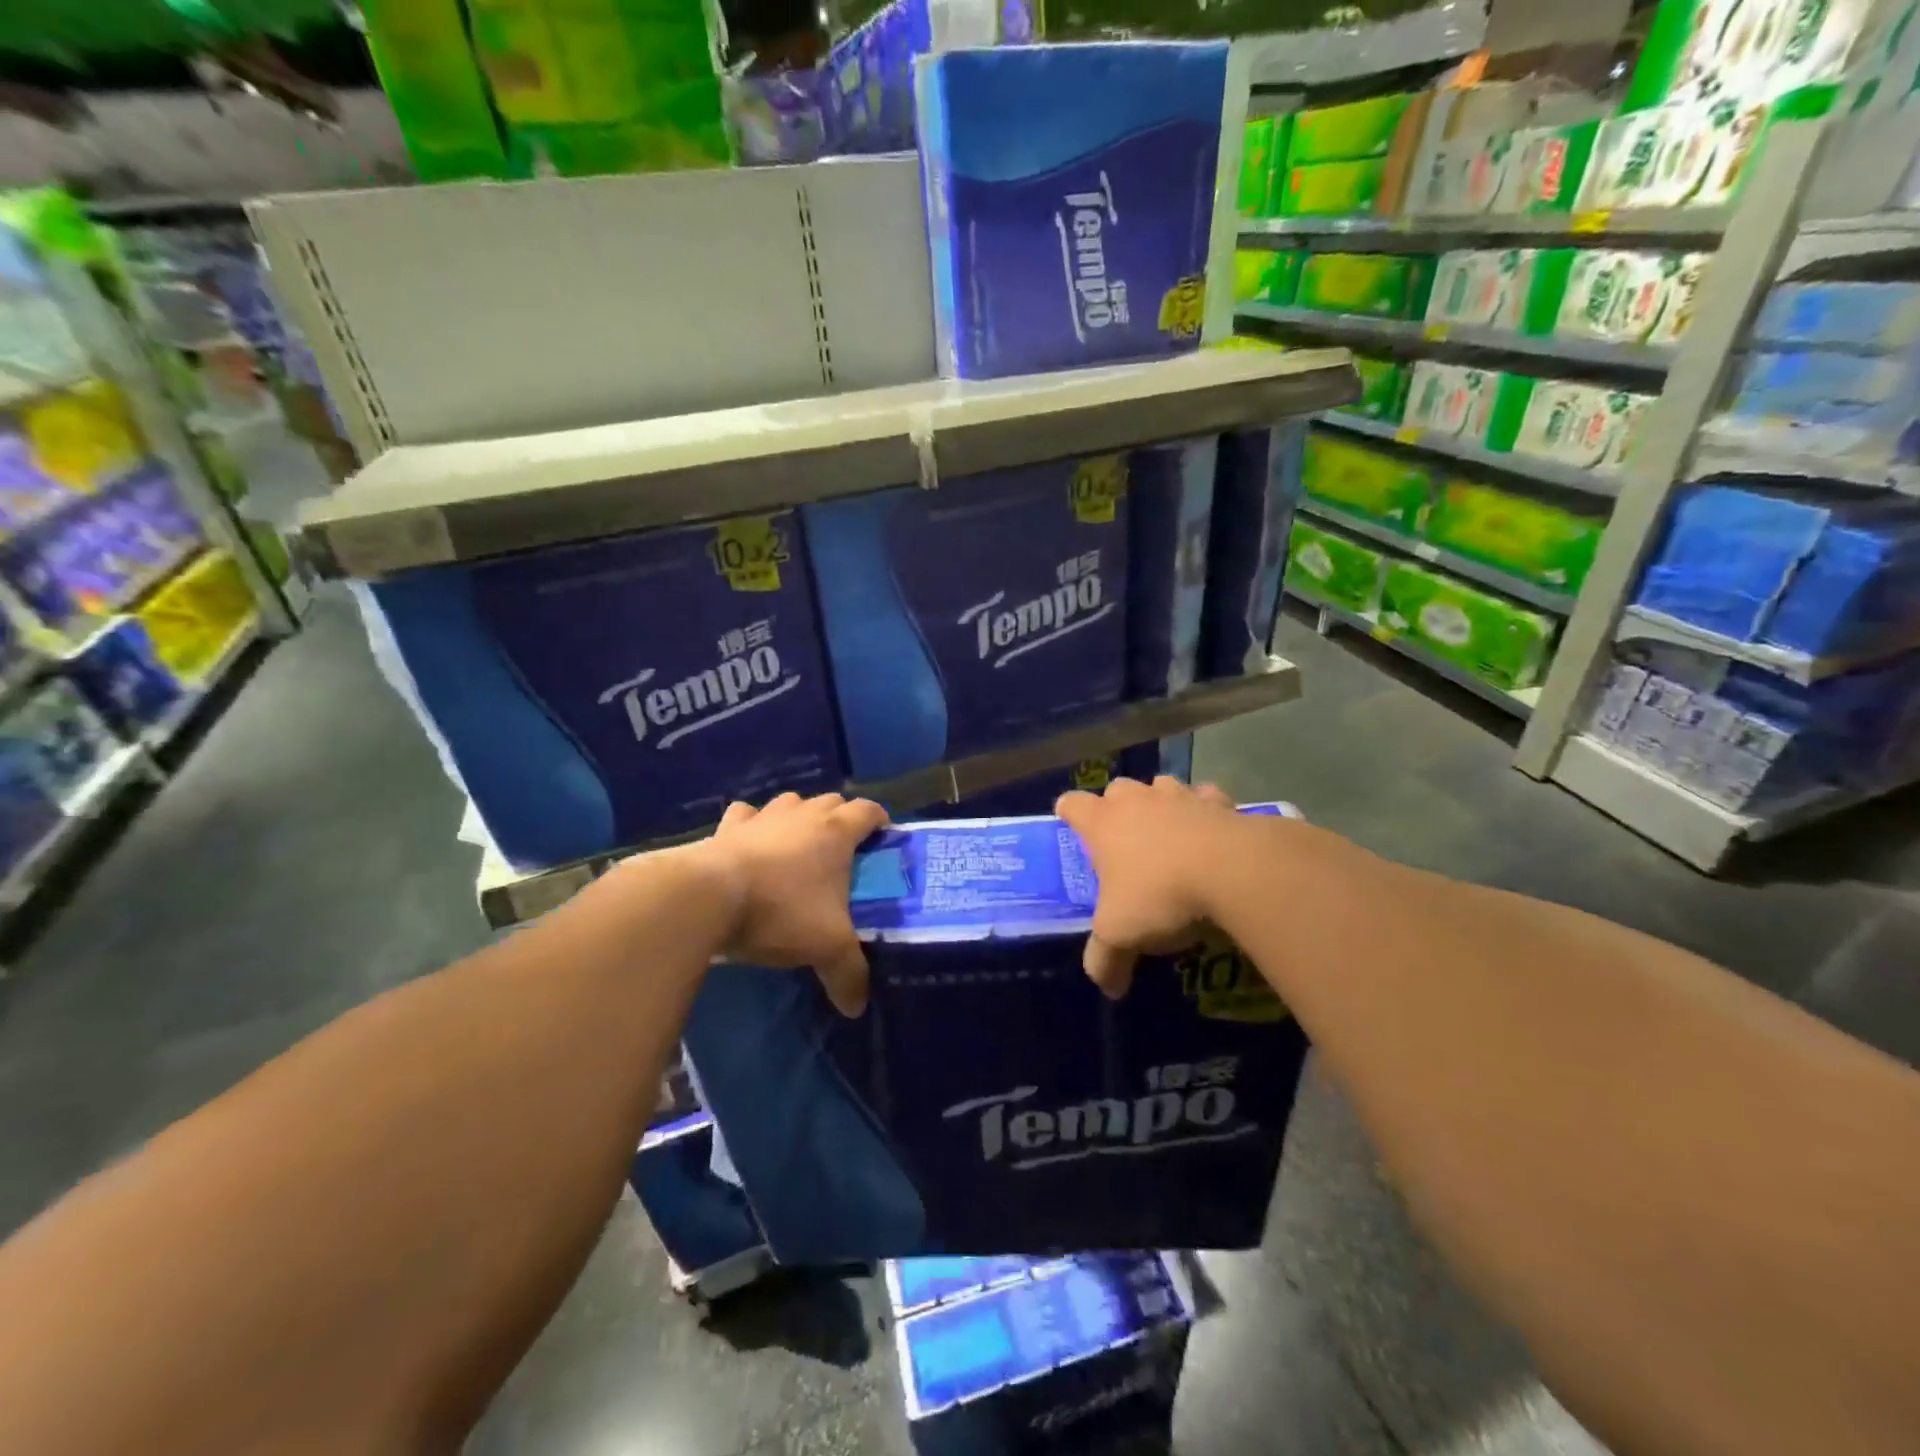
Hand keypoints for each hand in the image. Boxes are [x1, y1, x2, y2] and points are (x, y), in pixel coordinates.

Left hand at [701, 791, 888, 1016]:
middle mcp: (803, 815)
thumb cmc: (780, 912)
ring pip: (791, 802)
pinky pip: (746, 815)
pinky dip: (753, 825)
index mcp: (835, 833)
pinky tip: (750, 844)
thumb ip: (849, 975)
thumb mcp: (827, 948)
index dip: (880, 821)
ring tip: (798, 846)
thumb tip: (858, 1006)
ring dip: (800, 817)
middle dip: (842, 819)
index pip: (868, 810)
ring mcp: (763, 817)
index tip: (883, 840)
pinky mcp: (727, 827)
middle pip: (831, 802)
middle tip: (843, 852)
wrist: (708, 898)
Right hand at [1055, 777, 1239, 997]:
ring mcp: (1179, 795)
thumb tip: (1108, 988)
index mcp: (1103, 823)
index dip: (1069, 814)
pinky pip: (1205, 797)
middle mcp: (1136, 800)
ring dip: (1160, 804)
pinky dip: (1205, 810)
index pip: (1072, 804)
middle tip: (1124, 840)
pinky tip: (1211, 833)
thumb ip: (1105, 959)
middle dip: (1116, 808)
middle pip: (1116, 789)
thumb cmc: (1160, 894)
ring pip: (1160, 786)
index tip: (1072, 827)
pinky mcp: (1219, 801)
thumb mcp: (1121, 935)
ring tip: (1168, 833)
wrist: (1231, 870)